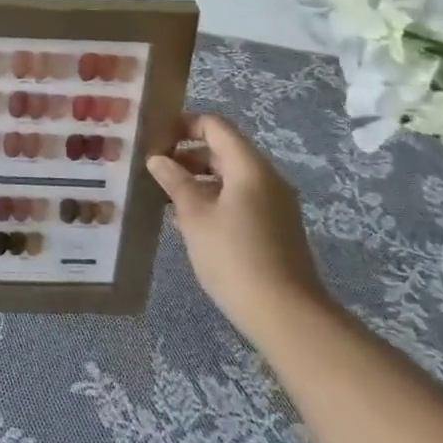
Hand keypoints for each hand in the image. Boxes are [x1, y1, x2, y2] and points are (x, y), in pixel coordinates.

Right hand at [149, 113, 331, 340]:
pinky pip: (242, 197)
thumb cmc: (234, 258)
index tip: (155, 139)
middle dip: (188, 154)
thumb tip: (157, 158)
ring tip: (167, 196)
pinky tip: (191, 221)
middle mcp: (267, 177)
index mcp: (249, 167)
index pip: (215, 126)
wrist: (287, 316)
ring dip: (200, 179)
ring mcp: (276, 203)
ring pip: (232, 176)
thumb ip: (175, 182)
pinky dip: (215, 198)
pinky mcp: (276, 226)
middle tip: (155, 169)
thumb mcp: (195, 217)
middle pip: (224, 149)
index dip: (184, 125)